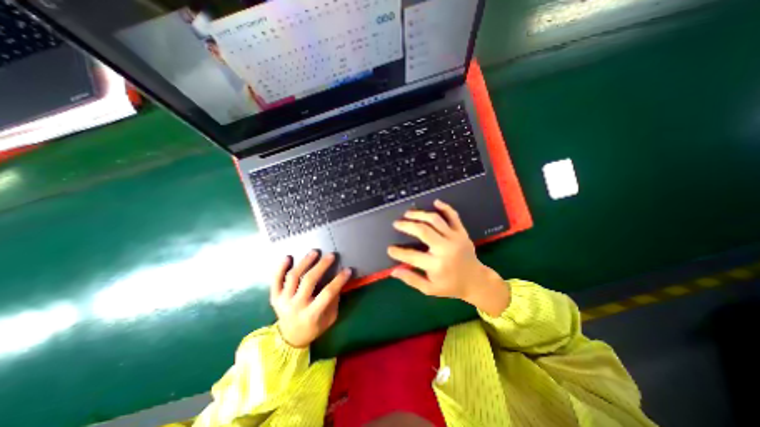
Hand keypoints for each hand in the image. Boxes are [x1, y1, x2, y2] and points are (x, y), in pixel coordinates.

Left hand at [269, 252, 350, 348]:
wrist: (289, 339)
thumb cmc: (313, 327)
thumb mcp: (329, 319)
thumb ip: (334, 301)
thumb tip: (339, 282)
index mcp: (311, 314)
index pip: (327, 293)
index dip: (339, 280)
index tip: (348, 270)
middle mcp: (296, 306)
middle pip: (309, 281)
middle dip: (321, 266)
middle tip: (331, 255)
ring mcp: (283, 301)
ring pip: (293, 277)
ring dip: (305, 262)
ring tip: (314, 252)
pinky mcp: (275, 297)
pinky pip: (275, 280)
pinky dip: (280, 268)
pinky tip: (288, 257)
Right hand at [386, 200, 509, 317]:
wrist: (476, 281)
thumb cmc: (451, 286)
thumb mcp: (430, 289)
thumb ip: (411, 279)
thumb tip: (393, 271)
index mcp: (436, 265)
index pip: (411, 255)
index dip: (398, 252)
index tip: (389, 249)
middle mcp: (445, 249)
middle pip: (423, 230)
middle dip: (407, 225)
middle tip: (396, 223)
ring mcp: (455, 238)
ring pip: (435, 220)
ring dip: (420, 214)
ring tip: (408, 213)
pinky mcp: (462, 232)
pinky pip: (453, 216)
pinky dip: (445, 207)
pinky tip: (435, 202)